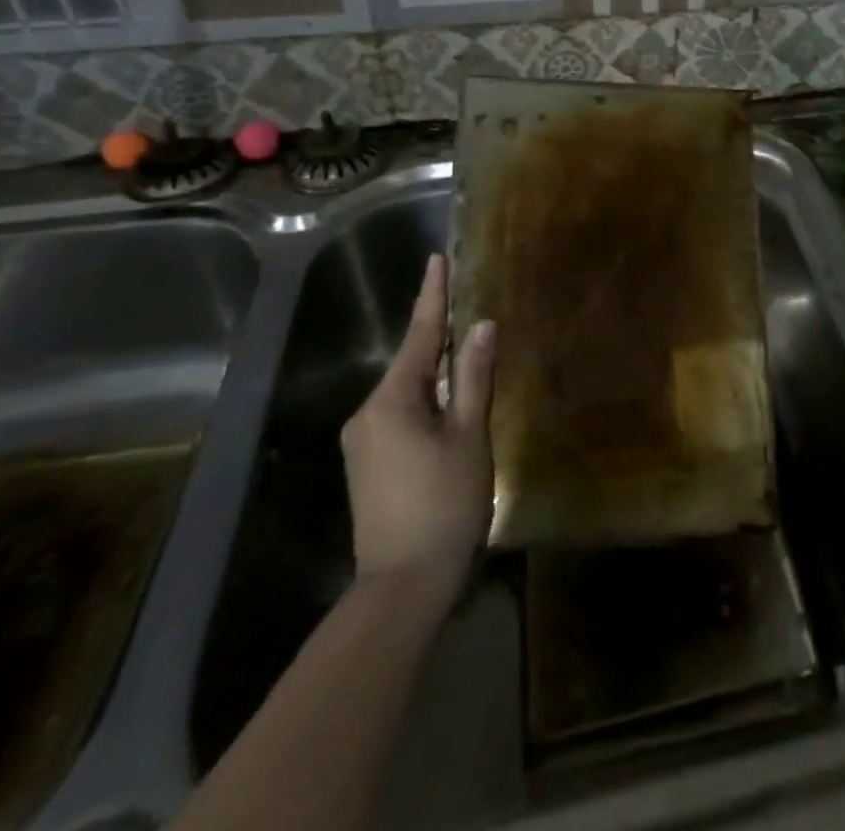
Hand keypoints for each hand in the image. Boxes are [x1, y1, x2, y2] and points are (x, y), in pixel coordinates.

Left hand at [340, 254, 496, 588]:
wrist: (403, 586)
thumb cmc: (444, 503)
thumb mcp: (469, 435)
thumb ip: (473, 378)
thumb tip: (481, 327)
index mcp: (392, 400)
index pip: (420, 335)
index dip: (432, 295)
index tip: (436, 259)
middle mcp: (368, 413)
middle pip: (412, 363)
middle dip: (440, 339)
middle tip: (468, 312)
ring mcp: (363, 442)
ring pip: (407, 392)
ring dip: (436, 374)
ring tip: (468, 360)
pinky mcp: (367, 465)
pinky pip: (400, 415)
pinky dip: (426, 402)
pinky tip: (449, 409)